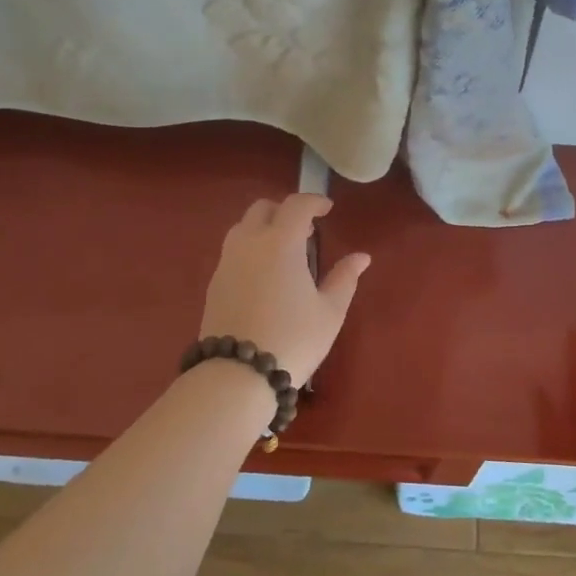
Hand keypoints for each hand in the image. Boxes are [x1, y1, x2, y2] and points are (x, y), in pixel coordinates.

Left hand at [198, 194, 370, 386]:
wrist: (237, 374)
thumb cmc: (293, 338)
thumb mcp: (329, 311)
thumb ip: (345, 278)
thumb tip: (361, 256)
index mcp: (280, 242)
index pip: (296, 205)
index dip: (314, 201)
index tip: (327, 209)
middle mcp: (249, 242)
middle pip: (263, 208)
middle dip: (285, 211)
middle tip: (305, 230)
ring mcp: (227, 262)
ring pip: (243, 227)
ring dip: (264, 228)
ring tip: (284, 251)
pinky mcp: (214, 282)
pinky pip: (233, 250)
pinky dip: (250, 248)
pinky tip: (264, 274)